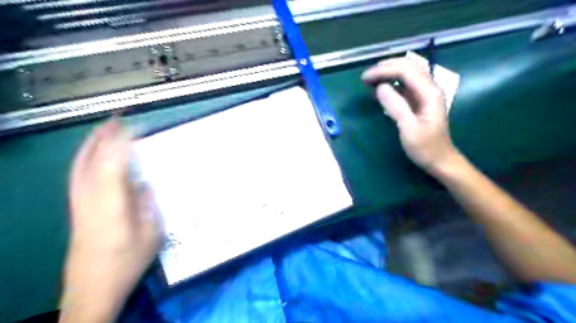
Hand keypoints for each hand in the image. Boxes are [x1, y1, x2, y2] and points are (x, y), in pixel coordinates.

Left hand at [61, 119, 159, 322]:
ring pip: (79, 167)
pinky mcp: (75, 210)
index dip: (121, 143)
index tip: (133, 127)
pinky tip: (92, 156)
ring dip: (91, 145)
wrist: (92, 288)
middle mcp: (89, 200)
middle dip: (102, 137)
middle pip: (90, 161)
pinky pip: (77, 176)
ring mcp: (78, 205)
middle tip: (116, 120)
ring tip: (104, 130)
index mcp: (110, 206)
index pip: (112, 165)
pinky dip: (84, 159)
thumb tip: (143, 184)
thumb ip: (146, 205)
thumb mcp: (151, 235)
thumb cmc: (127, 262)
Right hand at [361, 57, 462, 174]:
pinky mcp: (419, 101)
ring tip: (371, 79)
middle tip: (366, 77)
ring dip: (389, 72)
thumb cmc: (425, 147)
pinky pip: (405, 84)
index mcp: (429, 93)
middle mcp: (429, 88)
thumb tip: (380, 87)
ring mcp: (425, 94)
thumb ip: (396, 106)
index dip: (384, 70)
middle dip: (386, 67)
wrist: (440, 160)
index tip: (365, 78)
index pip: (406, 70)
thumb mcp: (408, 128)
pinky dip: (392, 82)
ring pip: (407, 73)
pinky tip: (381, 88)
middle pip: (408, 66)